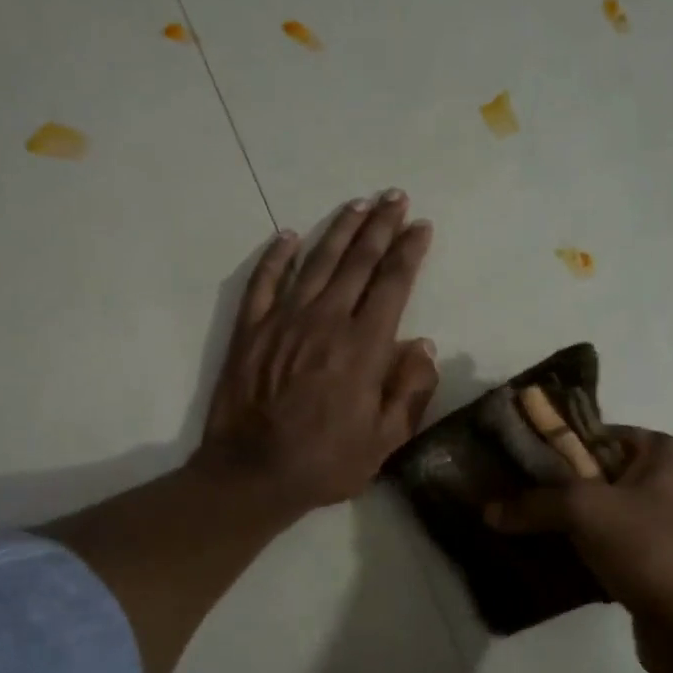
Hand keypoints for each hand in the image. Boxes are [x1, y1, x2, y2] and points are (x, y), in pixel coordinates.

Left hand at [194, 191, 437, 517]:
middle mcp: (326, 321)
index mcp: (364, 346)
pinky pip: (263, 282)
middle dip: (380, 226)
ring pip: (316, 262)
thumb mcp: (385, 440)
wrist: (252, 475)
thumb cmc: (326, 462)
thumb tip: (423, 346)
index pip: (392, 284)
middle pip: (357, 261)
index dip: (409, 251)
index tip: (421, 226)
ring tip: (357, 204)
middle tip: (394, 197)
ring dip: (339, 230)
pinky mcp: (250, 330)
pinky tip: (287, 236)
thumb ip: (410, 390)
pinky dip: (275, 257)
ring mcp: (283, 321)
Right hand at [484, 427, 672, 629]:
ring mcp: (667, 522)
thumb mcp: (586, 512)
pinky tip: (549, 557)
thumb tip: (488, 511)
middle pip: (597, 472)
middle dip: (554, 487)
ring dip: (565, 520)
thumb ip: (535, 503)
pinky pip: (610, 541)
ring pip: (601, 510)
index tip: (515, 463)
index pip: (597, 434)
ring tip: (521, 526)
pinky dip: (583, 546)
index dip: (555, 446)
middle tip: (511, 497)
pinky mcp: (658, 558)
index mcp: (666, 452)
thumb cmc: (650, 550)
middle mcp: (671, 480)